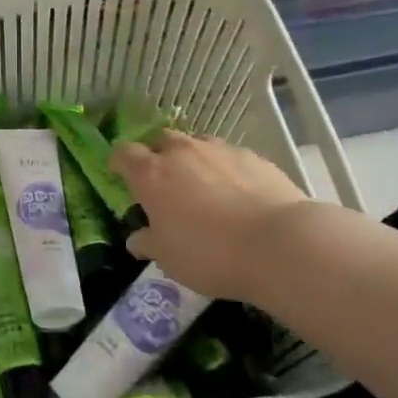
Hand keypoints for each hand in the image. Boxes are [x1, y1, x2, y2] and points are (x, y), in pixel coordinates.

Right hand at [109, 131, 309, 300]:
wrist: (279, 244)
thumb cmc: (209, 253)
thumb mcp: (168, 258)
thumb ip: (148, 243)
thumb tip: (137, 240)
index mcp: (151, 174)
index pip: (123, 153)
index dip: (118, 162)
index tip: (118, 175)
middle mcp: (182, 152)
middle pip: (161, 140)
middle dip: (157, 155)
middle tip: (163, 182)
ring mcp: (220, 150)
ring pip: (197, 144)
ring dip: (193, 159)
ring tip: (203, 187)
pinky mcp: (254, 157)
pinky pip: (230, 157)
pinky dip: (226, 170)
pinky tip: (238, 194)